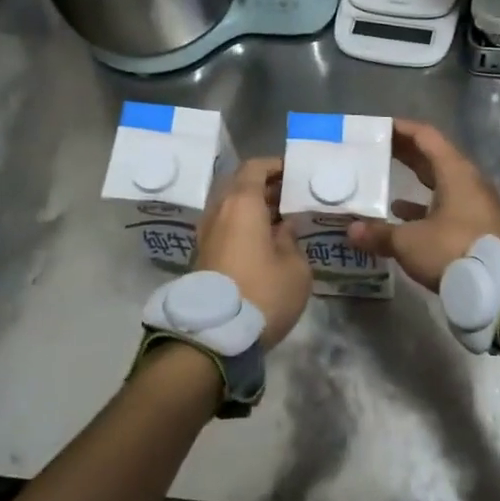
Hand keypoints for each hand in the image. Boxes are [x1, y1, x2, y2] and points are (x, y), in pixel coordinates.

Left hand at [194, 157, 311, 348]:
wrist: (215, 335)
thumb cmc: (263, 292)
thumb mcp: (295, 268)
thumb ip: (291, 240)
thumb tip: (282, 230)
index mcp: (241, 203)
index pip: (255, 167)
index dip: (276, 165)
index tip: (296, 172)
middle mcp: (219, 211)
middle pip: (241, 186)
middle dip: (267, 187)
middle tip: (293, 195)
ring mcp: (207, 234)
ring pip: (232, 208)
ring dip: (255, 208)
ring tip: (283, 219)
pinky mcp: (203, 256)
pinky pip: (227, 227)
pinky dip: (246, 226)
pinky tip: (268, 241)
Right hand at [347, 119, 499, 291]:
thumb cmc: (453, 251)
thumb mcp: (410, 242)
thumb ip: (380, 234)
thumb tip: (351, 230)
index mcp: (456, 172)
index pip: (426, 137)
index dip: (402, 129)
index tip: (379, 128)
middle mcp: (469, 182)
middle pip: (435, 158)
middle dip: (406, 153)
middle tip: (377, 150)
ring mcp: (477, 205)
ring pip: (442, 183)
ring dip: (416, 181)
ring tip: (384, 182)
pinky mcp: (479, 227)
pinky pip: (448, 206)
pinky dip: (425, 207)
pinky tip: (403, 216)